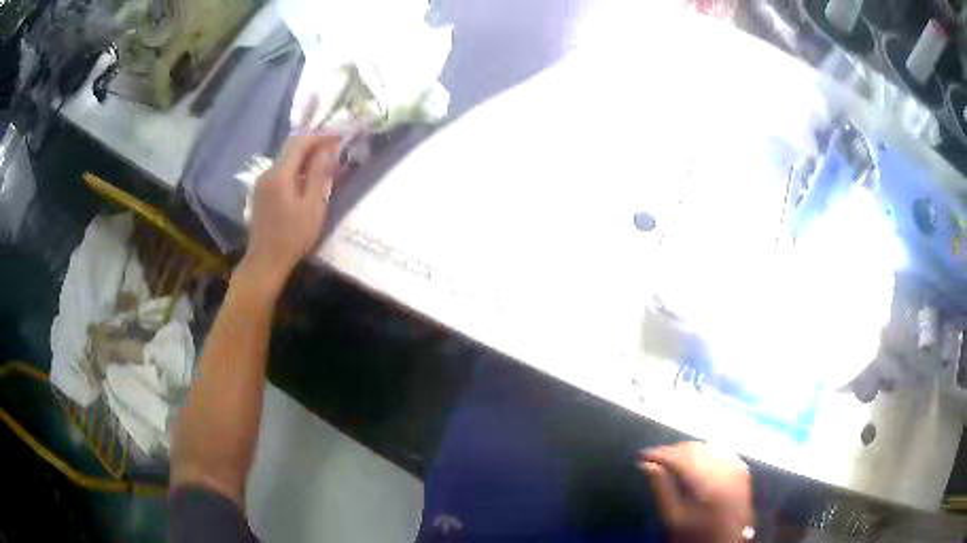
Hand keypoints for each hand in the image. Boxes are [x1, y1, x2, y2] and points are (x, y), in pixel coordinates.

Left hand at [243, 134, 338, 289]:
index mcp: (280, 174)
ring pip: (286, 161)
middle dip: (314, 144)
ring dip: (306, 158)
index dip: (321, 136)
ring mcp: (262, 183)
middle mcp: (268, 173)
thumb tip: (328, 149)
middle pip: (291, 148)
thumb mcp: (313, 206)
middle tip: (336, 148)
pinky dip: (297, 170)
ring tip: (326, 164)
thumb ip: (320, 174)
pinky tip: (309, 180)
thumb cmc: (292, 237)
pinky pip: (281, 173)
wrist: (265, 262)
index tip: (340, 136)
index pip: (300, 142)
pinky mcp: (261, 194)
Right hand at [639, 442, 753, 542]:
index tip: (643, 455)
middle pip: (696, 449)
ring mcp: (737, 469)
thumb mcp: (672, 518)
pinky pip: (724, 451)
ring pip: (710, 446)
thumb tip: (646, 465)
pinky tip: (698, 458)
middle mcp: (726, 471)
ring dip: (690, 449)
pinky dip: (708, 451)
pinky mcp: (743, 472)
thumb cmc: (694, 536)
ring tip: (673, 457)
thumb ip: (661, 489)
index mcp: (707, 485)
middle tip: (655, 457)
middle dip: (674, 450)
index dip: (660, 454)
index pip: (681, 459)